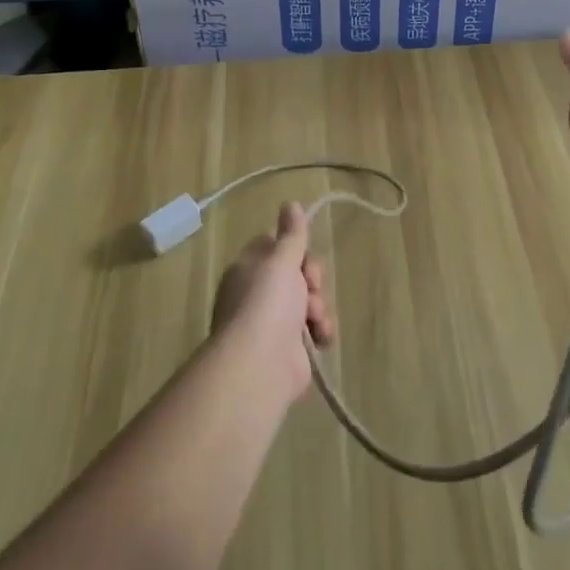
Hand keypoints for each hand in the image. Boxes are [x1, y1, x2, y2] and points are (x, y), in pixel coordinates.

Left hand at [212, 202, 335, 397]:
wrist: (260, 365)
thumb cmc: (267, 303)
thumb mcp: (281, 260)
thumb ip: (291, 234)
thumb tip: (290, 203)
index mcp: (248, 270)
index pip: (274, 247)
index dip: (294, 248)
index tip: (303, 254)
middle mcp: (258, 294)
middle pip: (296, 273)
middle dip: (312, 279)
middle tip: (312, 286)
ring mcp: (273, 322)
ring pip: (309, 300)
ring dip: (319, 306)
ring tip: (315, 319)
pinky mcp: (290, 348)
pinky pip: (314, 329)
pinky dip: (321, 330)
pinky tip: (321, 336)